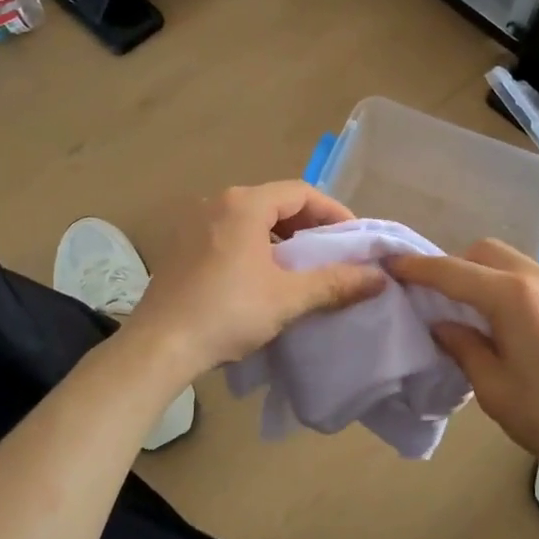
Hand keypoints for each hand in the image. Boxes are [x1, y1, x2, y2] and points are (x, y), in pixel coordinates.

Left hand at [125, 182, 386, 375]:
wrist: (160, 346)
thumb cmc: (228, 313)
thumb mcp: (289, 297)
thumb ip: (336, 283)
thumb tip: (379, 277)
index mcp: (244, 204)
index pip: (301, 192)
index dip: (333, 212)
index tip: (353, 239)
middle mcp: (217, 202)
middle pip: (275, 201)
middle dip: (308, 225)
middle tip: (332, 253)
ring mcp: (194, 222)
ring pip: (251, 218)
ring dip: (281, 236)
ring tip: (301, 266)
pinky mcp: (181, 245)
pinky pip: (229, 233)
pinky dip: (255, 245)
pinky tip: (263, 276)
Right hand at [388, 240, 538, 495]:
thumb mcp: (494, 388)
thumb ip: (463, 346)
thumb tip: (442, 324)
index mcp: (515, 298)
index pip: (454, 272)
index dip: (418, 268)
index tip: (389, 265)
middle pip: (484, 252)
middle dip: (453, 266)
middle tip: (432, 298)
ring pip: (509, 261)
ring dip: (480, 274)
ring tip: (464, 310)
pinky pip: (528, 277)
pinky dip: (504, 285)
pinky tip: (499, 320)